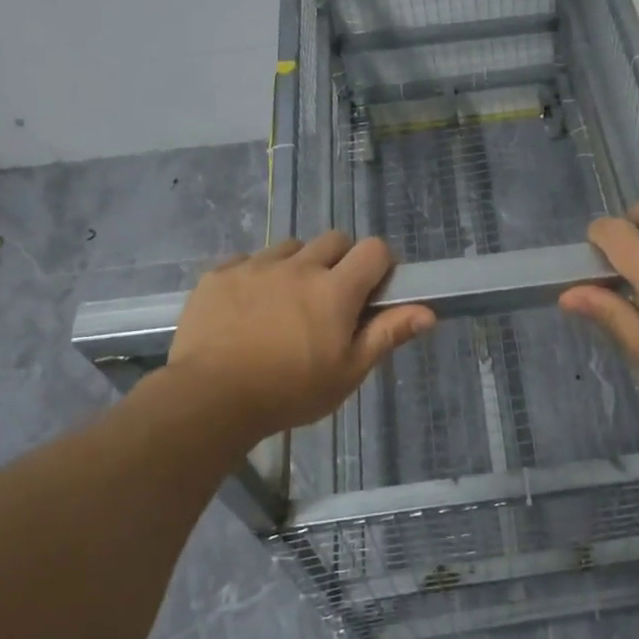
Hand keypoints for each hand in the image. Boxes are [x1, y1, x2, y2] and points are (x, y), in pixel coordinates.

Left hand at [160, 233, 434, 439]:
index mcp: (335, 290)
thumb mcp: (347, 372)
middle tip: (331, 299)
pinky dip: (256, 276)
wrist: (209, 399)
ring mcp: (255, 266)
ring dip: (298, 266)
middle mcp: (298, 266)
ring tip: (286, 303)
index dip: (381, 264)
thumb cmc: (289, 392)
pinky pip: (248, 260)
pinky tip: (248, 308)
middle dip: (341, 261)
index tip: (373, 290)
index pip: (374, 249)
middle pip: (334, 239)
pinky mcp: (219, 274)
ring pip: (290, 248)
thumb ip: (387, 335)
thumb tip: (429, 312)